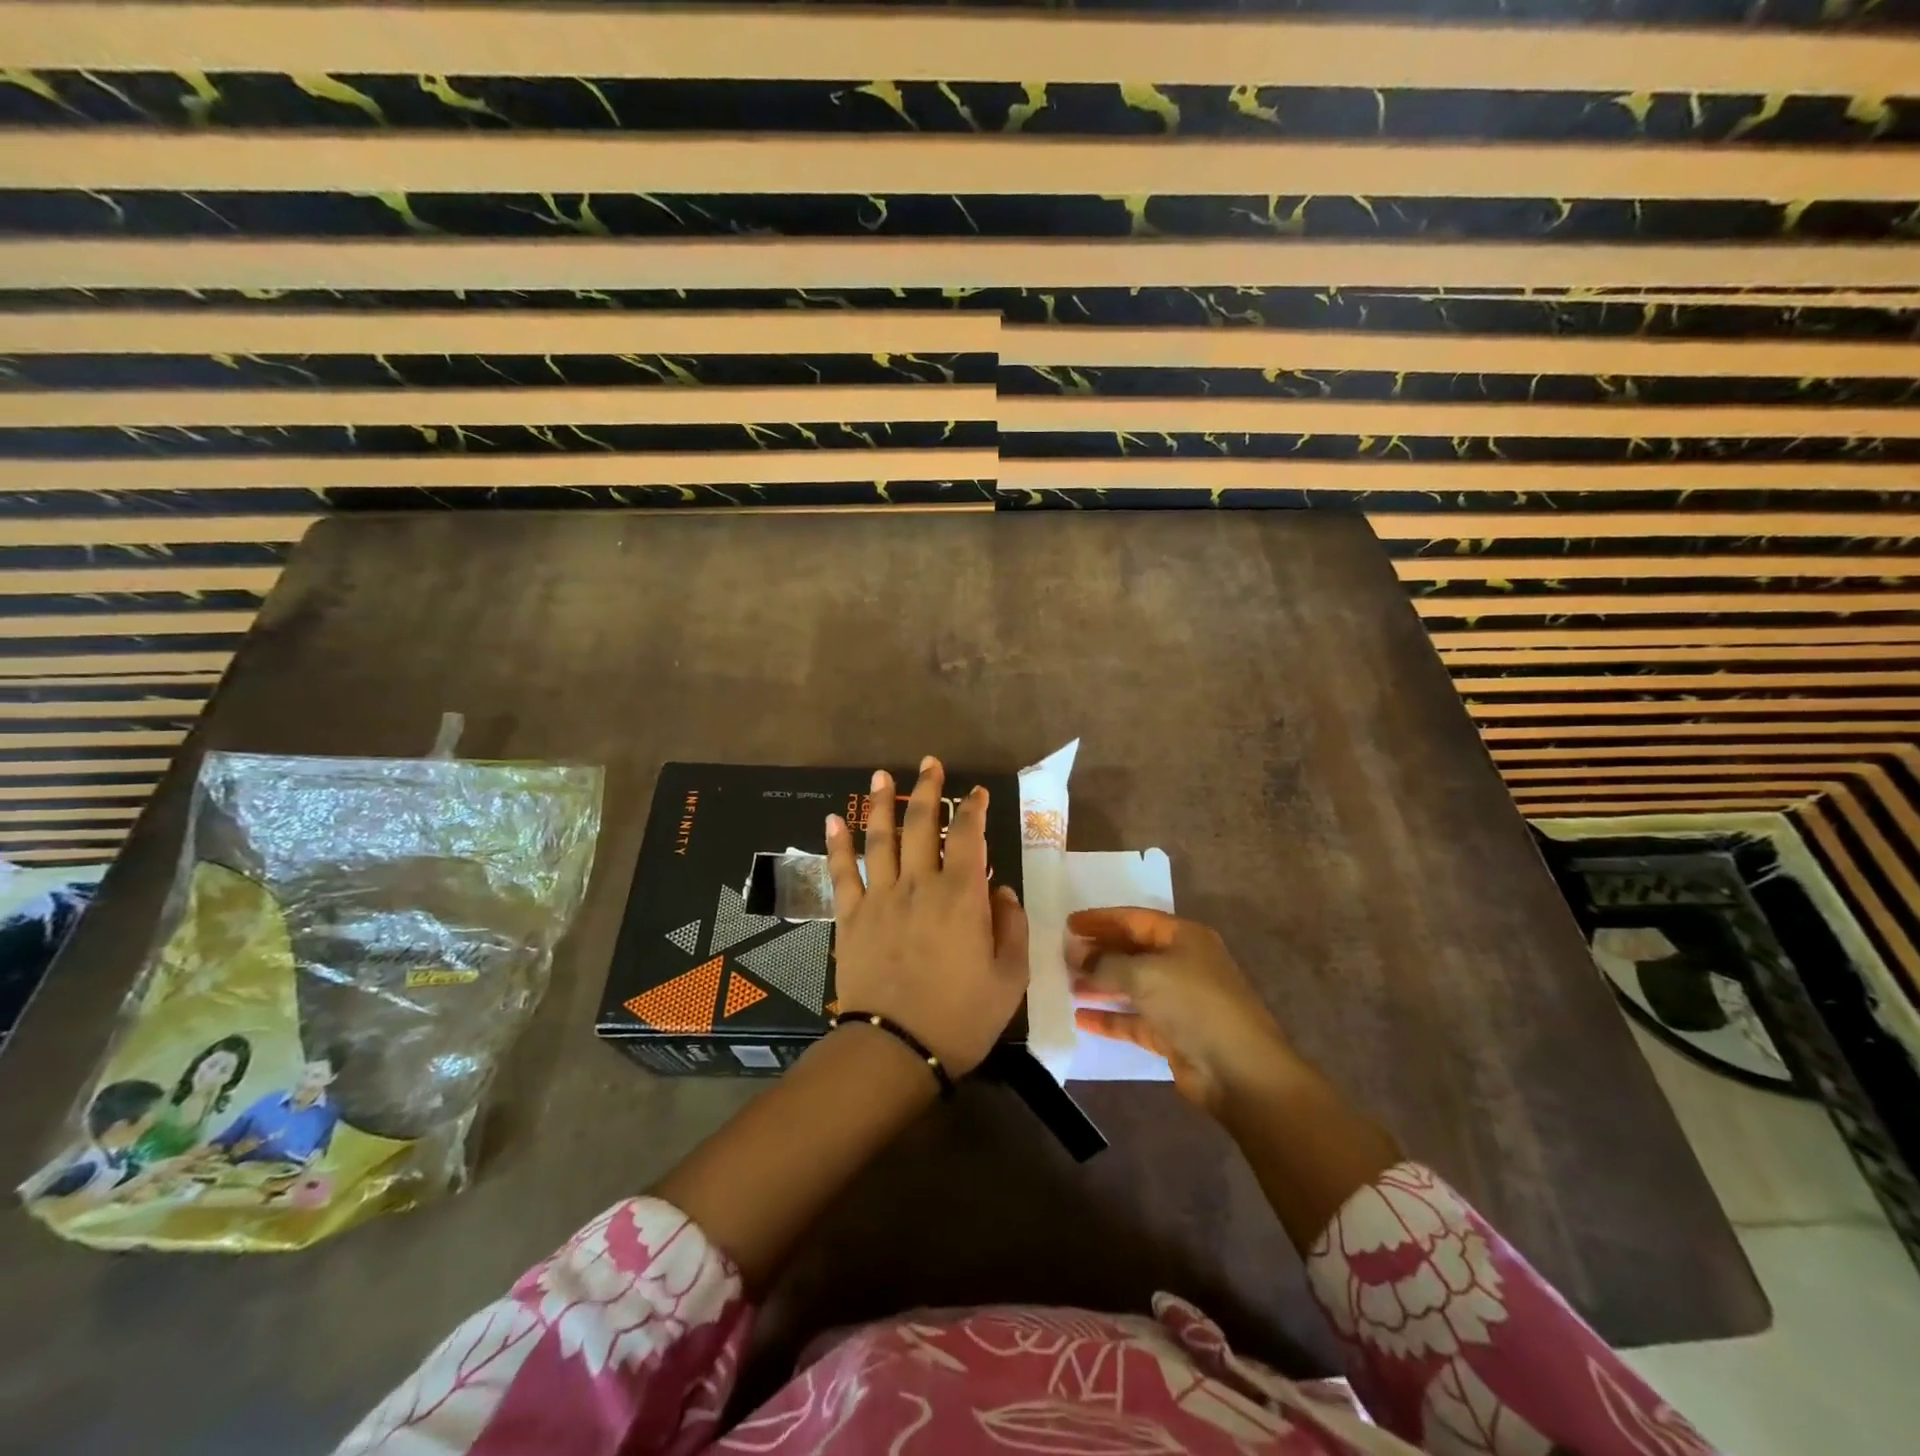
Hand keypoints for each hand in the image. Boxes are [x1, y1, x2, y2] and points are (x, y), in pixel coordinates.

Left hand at [825, 756, 1028, 1074]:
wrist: (896, 1050)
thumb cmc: (961, 1017)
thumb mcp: (1009, 978)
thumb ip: (1011, 927)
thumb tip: (1001, 890)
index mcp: (961, 896)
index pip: (967, 836)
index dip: (972, 809)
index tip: (975, 793)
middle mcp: (918, 885)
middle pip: (920, 825)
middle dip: (927, 790)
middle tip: (929, 764)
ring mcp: (879, 898)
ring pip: (879, 838)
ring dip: (881, 803)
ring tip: (881, 776)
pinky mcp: (851, 918)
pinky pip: (842, 873)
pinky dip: (836, 844)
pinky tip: (833, 820)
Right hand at [1067, 907, 1297, 1114]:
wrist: (1239, 1070)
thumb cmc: (1194, 1004)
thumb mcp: (1145, 974)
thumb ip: (1106, 963)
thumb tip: (1078, 958)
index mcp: (1183, 937)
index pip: (1134, 919)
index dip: (1101, 920)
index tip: (1069, 924)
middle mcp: (1181, 963)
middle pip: (1132, 951)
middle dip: (1099, 952)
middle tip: (1063, 954)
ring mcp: (1177, 1000)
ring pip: (1131, 985)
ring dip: (1100, 984)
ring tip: (1066, 983)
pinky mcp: (1172, 1033)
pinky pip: (1133, 1019)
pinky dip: (1109, 1017)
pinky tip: (1080, 1017)